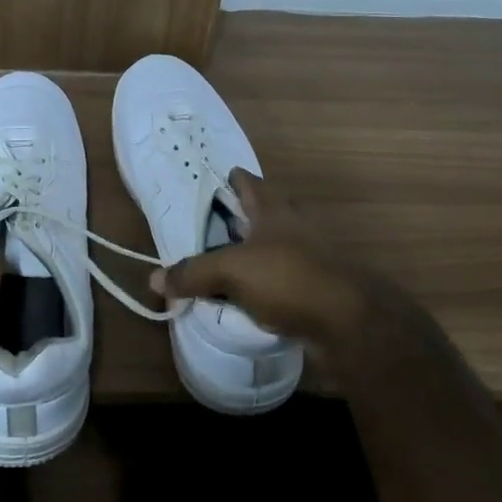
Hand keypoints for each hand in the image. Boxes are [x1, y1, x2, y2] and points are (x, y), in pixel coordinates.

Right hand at [151, 170, 378, 351]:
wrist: (348, 322)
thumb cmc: (288, 277)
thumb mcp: (231, 271)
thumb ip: (192, 273)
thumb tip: (153, 280)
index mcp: (273, 210)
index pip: (248, 182)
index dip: (229, 179)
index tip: (207, 183)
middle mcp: (292, 228)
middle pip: (260, 215)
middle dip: (235, 220)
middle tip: (204, 229)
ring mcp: (306, 258)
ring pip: (269, 250)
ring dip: (247, 256)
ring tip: (217, 266)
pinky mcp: (312, 289)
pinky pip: (277, 282)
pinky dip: (259, 287)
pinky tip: (241, 301)